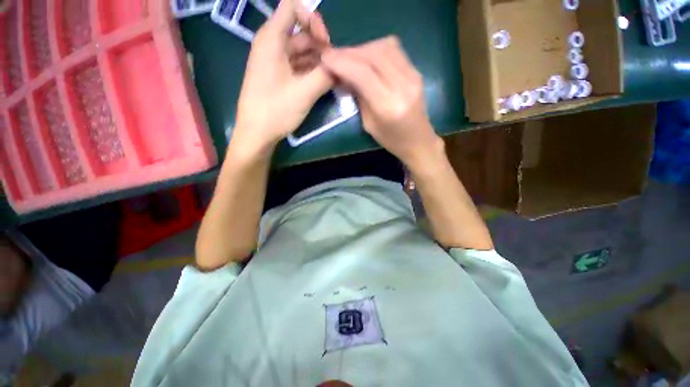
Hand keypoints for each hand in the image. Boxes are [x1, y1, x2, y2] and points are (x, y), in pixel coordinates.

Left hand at [232, 0, 333, 156]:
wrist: (256, 133)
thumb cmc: (275, 110)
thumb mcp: (304, 92)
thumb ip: (326, 75)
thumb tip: (343, 66)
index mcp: (272, 39)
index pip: (293, 7)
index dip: (312, 19)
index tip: (325, 43)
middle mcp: (272, 45)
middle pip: (301, 33)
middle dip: (321, 47)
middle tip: (335, 68)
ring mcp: (275, 62)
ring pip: (301, 52)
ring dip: (318, 62)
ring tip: (333, 78)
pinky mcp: (278, 76)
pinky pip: (298, 66)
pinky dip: (311, 72)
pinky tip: (323, 83)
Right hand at [321, 37, 442, 168]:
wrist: (418, 141)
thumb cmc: (391, 140)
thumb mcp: (368, 124)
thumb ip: (358, 97)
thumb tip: (344, 75)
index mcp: (388, 106)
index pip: (363, 73)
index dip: (342, 62)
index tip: (325, 58)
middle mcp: (402, 86)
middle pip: (373, 55)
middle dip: (349, 52)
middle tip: (334, 56)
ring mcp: (413, 75)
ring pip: (384, 47)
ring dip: (362, 48)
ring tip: (349, 57)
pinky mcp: (416, 71)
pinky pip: (394, 50)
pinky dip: (376, 49)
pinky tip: (366, 57)